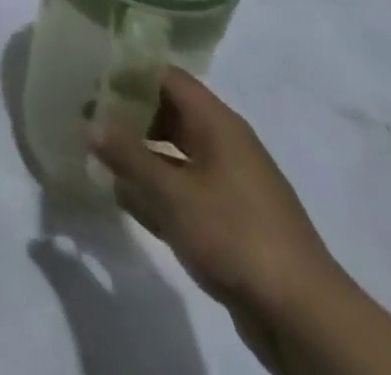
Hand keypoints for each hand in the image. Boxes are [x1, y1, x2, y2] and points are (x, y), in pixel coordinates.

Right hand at [91, 69, 340, 326]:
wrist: (306, 319)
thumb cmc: (236, 236)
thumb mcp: (173, 194)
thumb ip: (128, 156)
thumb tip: (90, 123)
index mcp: (217, 124)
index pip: (165, 77)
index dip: (127, 71)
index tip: (89, 75)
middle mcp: (223, 144)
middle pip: (167, 112)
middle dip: (127, 113)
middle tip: (84, 114)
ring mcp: (228, 184)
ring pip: (172, 152)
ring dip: (137, 153)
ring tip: (95, 153)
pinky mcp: (229, 220)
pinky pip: (182, 189)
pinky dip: (155, 188)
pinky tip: (123, 197)